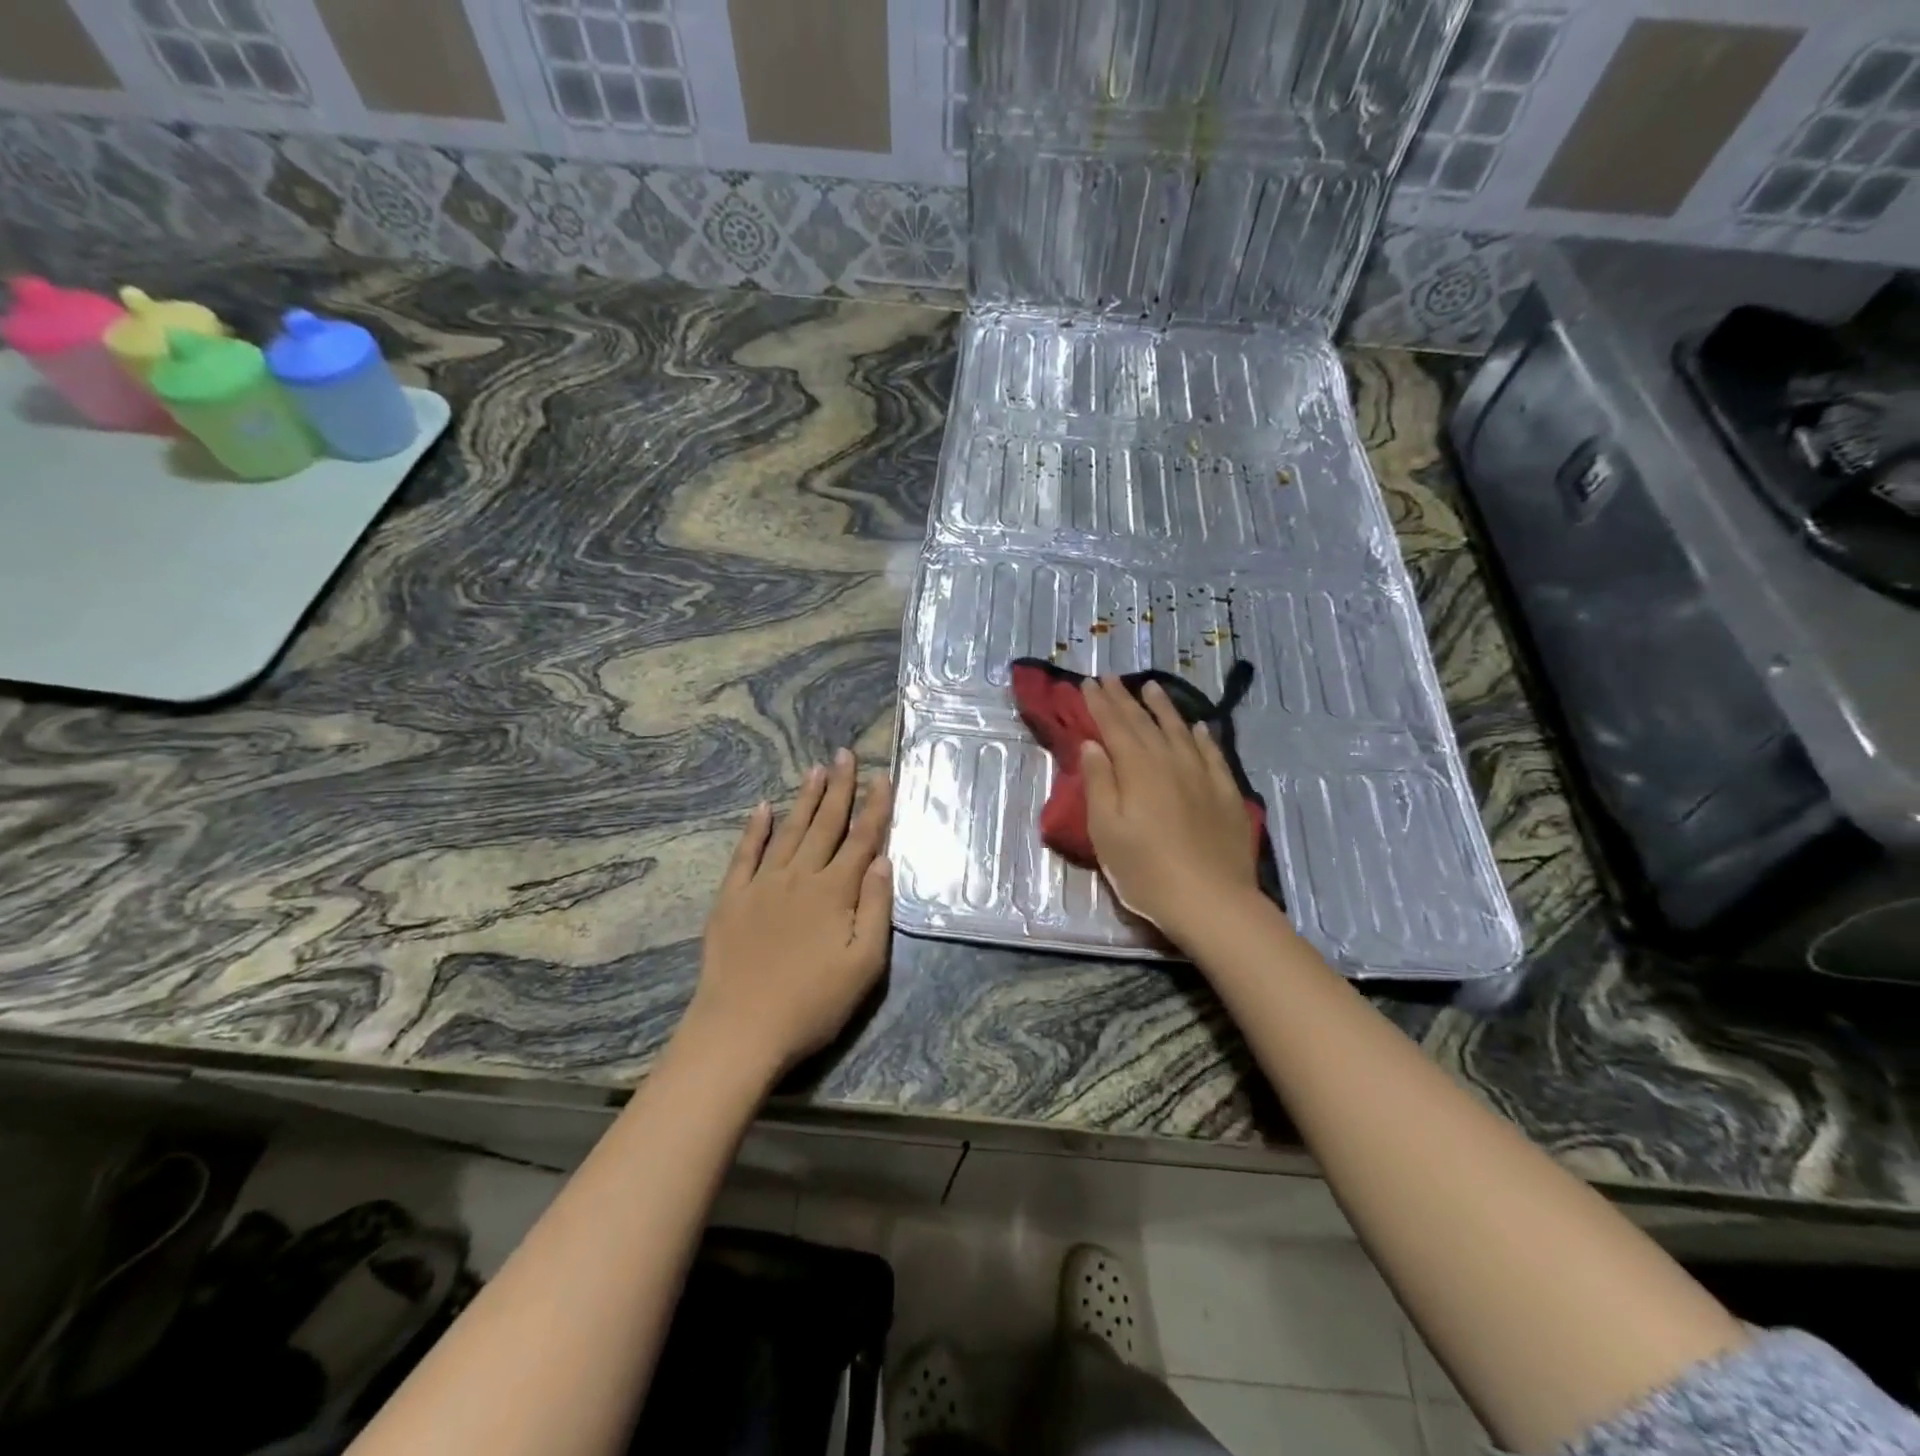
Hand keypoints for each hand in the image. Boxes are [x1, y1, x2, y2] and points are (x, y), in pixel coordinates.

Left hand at [689, 751, 893, 1078]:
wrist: (741, 1029)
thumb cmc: (812, 1003)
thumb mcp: (864, 964)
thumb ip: (876, 908)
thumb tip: (882, 860)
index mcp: (835, 891)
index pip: (862, 839)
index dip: (875, 807)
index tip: (883, 776)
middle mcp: (800, 876)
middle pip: (825, 824)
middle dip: (839, 788)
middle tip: (844, 754)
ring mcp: (762, 884)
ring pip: (789, 830)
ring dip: (804, 799)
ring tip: (816, 769)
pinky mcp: (732, 898)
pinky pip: (746, 854)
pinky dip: (755, 829)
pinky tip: (763, 809)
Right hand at [1080, 677, 1260, 944]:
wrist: (1212, 901)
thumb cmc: (1146, 871)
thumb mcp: (1106, 831)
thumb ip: (1099, 784)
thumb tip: (1093, 745)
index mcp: (1137, 769)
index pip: (1114, 726)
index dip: (1099, 703)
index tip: (1088, 682)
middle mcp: (1170, 761)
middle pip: (1144, 723)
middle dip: (1124, 698)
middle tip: (1110, 677)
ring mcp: (1203, 775)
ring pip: (1180, 730)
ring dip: (1163, 707)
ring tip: (1151, 687)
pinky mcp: (1226, 793)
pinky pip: (1213, 753)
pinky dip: (1203, 735)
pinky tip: (1200, 726)